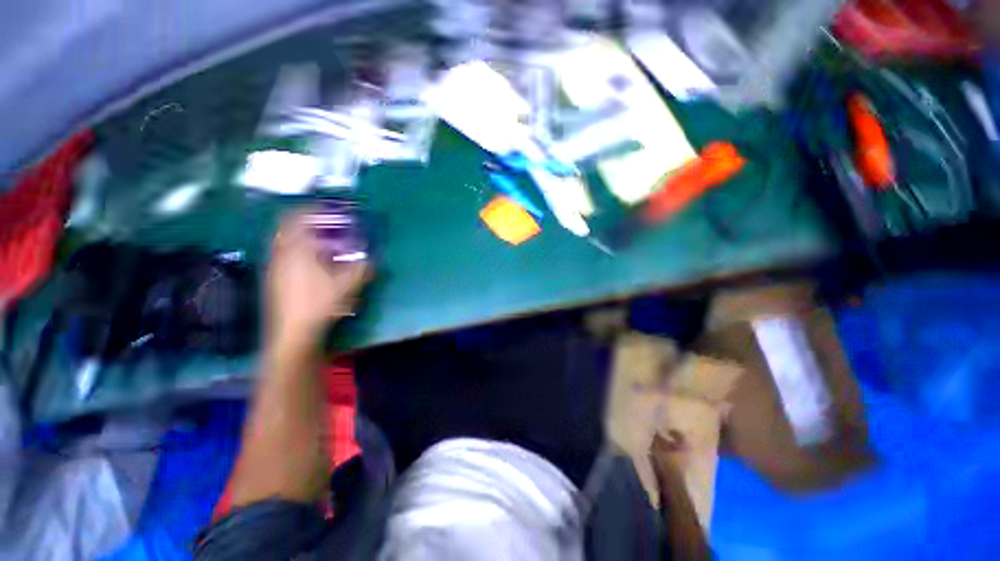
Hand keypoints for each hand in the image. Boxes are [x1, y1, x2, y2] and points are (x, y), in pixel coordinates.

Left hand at [266, 211, 369, 353]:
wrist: (293, 333)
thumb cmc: (321, 304)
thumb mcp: (348, 285)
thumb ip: (362, 268)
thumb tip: (373, 259)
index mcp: (298, 249)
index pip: (297, 217)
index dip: (312, 208)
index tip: (328, 207)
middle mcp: (280, 253)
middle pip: (286, 226)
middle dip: (304, 221)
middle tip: (323, 223)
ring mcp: (273, 267)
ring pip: (282, 241)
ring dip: (299, 235)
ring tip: (318, 241)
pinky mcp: (272, 279)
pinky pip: (281, 254)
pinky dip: (294, 250)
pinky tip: (309, 263)